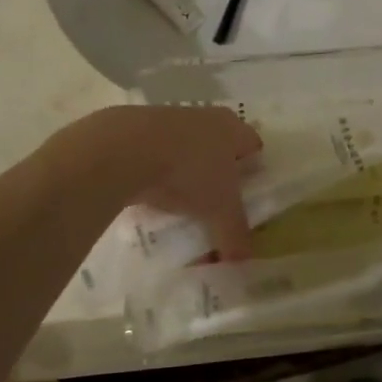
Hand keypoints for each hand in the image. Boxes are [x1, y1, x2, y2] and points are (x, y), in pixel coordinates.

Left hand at [55, 106, 263, 260]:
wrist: (127, 149)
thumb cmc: (190, 171)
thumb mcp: (220, 209)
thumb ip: (235, 235)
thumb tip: (243, 264)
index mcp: (233, 127)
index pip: (253, 147)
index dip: (254, 174)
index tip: (248, 202)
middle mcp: (206, 117)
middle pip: (220, 150)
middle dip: (218, 180)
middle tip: (216, 211)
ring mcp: (171, 120)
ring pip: (187, 154)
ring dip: (186, 178)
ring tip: (182, 212)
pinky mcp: (139, 129)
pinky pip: (158, 158)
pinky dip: (158, 177)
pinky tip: (152, 201)